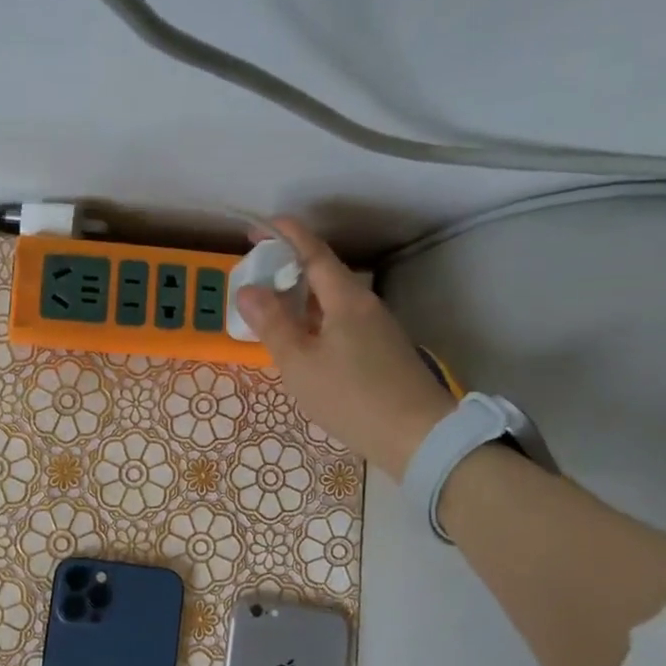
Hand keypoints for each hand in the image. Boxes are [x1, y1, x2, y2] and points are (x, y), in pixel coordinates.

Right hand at [236, 218, 454, 477]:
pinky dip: (316, 321)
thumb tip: (248, 289)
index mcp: (346, 299)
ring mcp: (377, 328)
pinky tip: (303, 343)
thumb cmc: (352, 396)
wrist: (418, 436)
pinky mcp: (382, 352)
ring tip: (272, 310)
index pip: (313, 253)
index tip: (258, 228)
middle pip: (325, 274)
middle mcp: (365, 305)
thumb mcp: (300, 363)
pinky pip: (342, 322)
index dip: (286, 236)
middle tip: (257, 277)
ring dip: (302, 298)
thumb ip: (273, 324)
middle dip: (289, 269)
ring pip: (333, 301)